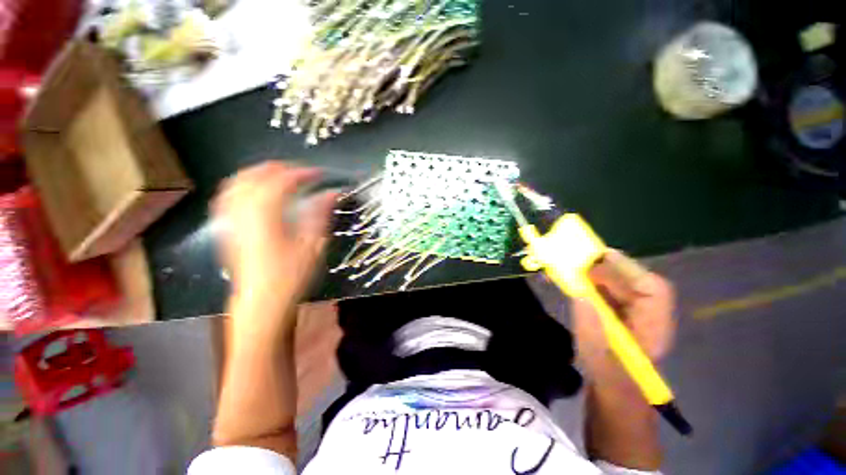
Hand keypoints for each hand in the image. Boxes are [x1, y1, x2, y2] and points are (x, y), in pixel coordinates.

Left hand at [213, 162, 335, 324]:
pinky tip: (256, 192)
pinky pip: (228, 196)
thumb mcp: (313, 245)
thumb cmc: (291, 275)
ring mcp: (231, 219)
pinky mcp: (228, 228)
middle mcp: (243, 211)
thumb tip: (332, 193)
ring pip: (238, 182)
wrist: (262, 301)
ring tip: (281, 177)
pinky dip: (243, 186)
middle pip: (255, 175)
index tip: (319, 175)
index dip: (303, 173)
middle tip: (302, 174)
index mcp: (266, 215)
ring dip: (260, 173)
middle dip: (280, 169)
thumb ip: (320, 214)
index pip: (282, 181)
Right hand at [570, 251, 675, 384]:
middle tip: (575, 261)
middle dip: (604, 269)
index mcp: (654, 326)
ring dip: (593, 276)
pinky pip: (605, 294)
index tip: (601, 255)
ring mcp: (632, 316)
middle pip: (631, 283)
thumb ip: (590, 326)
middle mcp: (646, 316)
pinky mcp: (617, 316)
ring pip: (616, 287)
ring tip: (568, 269)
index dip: (629, 268)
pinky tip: (571, 283)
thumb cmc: (611, 382)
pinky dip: (588, 286)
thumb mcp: (599, 358)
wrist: (614, 398)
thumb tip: (579, 293)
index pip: (653, 289)